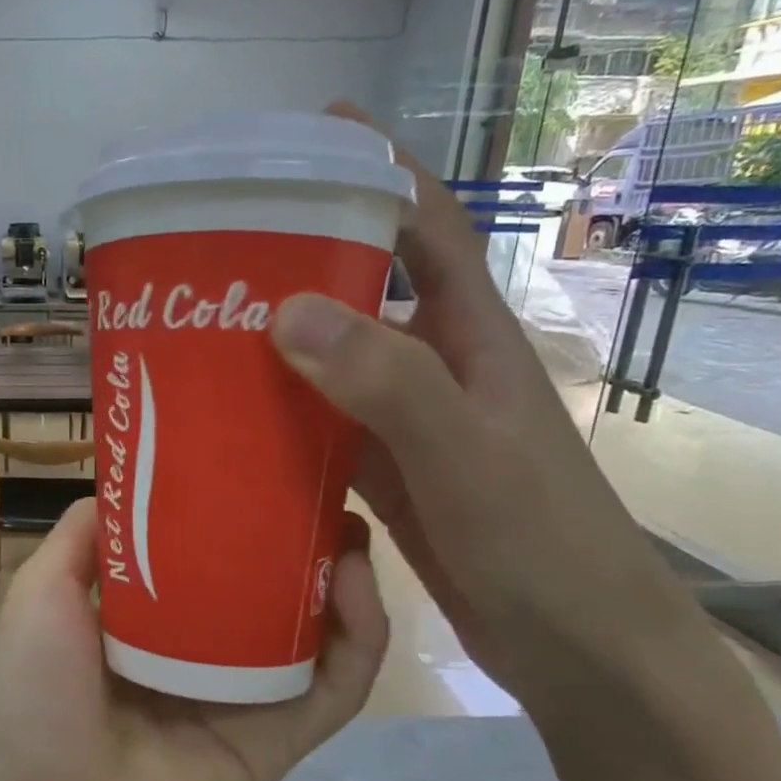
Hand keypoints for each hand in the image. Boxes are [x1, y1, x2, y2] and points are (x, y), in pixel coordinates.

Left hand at [0, 498, 387, 780]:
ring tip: (349, 528)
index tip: (252, 465)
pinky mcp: (274, 746)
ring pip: (303, 634)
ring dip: (335, 582)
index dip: (222, 512)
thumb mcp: (38, 595)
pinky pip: (330, 692)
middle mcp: (188, 654)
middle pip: (254, 588)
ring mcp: (235, 700)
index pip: (191, 554)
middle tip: (318, 490)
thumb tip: (125, 487)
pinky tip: (360, 587)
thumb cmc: (32, 697)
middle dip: (289, 540)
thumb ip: (78, 539)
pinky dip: (357, 643)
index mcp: (133, 620)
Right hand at [267, 103, 733, 714]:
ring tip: (203, 322)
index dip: (380, 172)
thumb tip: (287, 309)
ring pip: (334, 361)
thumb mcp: (465, 454)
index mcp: (470, 338)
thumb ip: (387, 381)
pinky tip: (229, 417)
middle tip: (222, 242)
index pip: (427, 228)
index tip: (318, 131)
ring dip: (280, 339)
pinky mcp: (385, 473)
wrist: (578, 648)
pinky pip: (321, 425)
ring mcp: (408, 422)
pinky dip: (281, 414)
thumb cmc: (540, 543)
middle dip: (304, 254)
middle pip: (364, 287)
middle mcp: (437, 367)